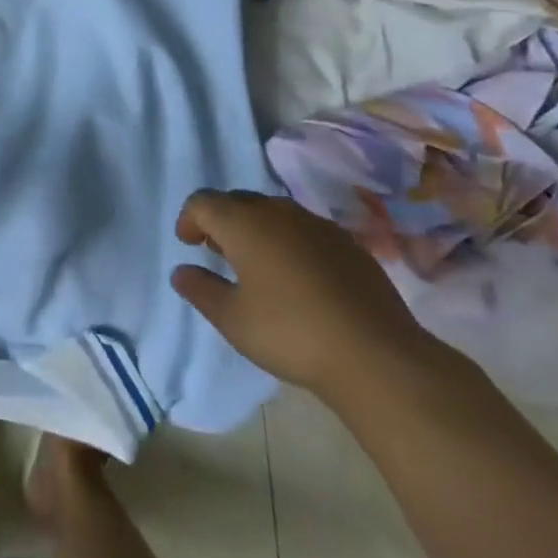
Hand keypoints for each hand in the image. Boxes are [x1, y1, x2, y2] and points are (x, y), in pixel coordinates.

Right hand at [171, 190, 438, 402]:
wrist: (377, 356)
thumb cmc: (291, 333)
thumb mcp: (233, 320)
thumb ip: (201, 290)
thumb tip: (181, 271)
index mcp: (243, 223)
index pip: (203, 202)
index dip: (189, 219)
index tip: (188, 244)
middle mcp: (278, 212)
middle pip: (238, 202)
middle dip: (223, 222)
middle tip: (219, 253)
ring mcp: (317, 225)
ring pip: (275, 213)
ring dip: (258, 230)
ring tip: (259, 265)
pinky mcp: (349, 244)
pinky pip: (306, 231)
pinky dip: (292, 243)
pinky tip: (300, 279)